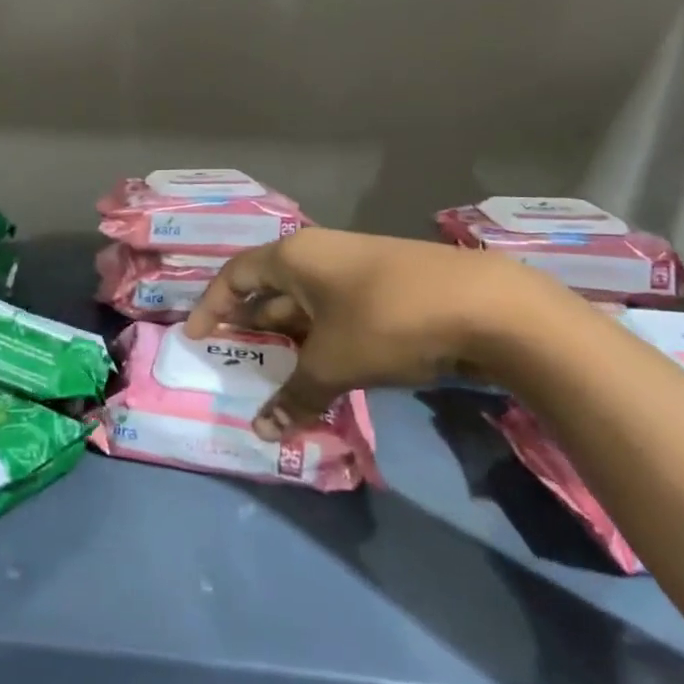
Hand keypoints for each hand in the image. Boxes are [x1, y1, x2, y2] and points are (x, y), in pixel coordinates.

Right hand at [183, 227, 538, 439]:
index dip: (211, 304)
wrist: (488, 307)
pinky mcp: (389, 285)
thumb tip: (262, 431)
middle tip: (233, 356)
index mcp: (295, 256)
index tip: (195, 335)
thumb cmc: (388, 321)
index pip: (236, 275)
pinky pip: (337, 310)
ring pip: (307, 301)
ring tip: (275, 370)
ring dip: (289, 335)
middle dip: (251, 322)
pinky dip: (322, 337)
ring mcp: (358, 267)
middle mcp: (321, 253)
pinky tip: (325, 366)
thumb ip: (294, 395)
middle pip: (270, 286)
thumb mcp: (334, 363)